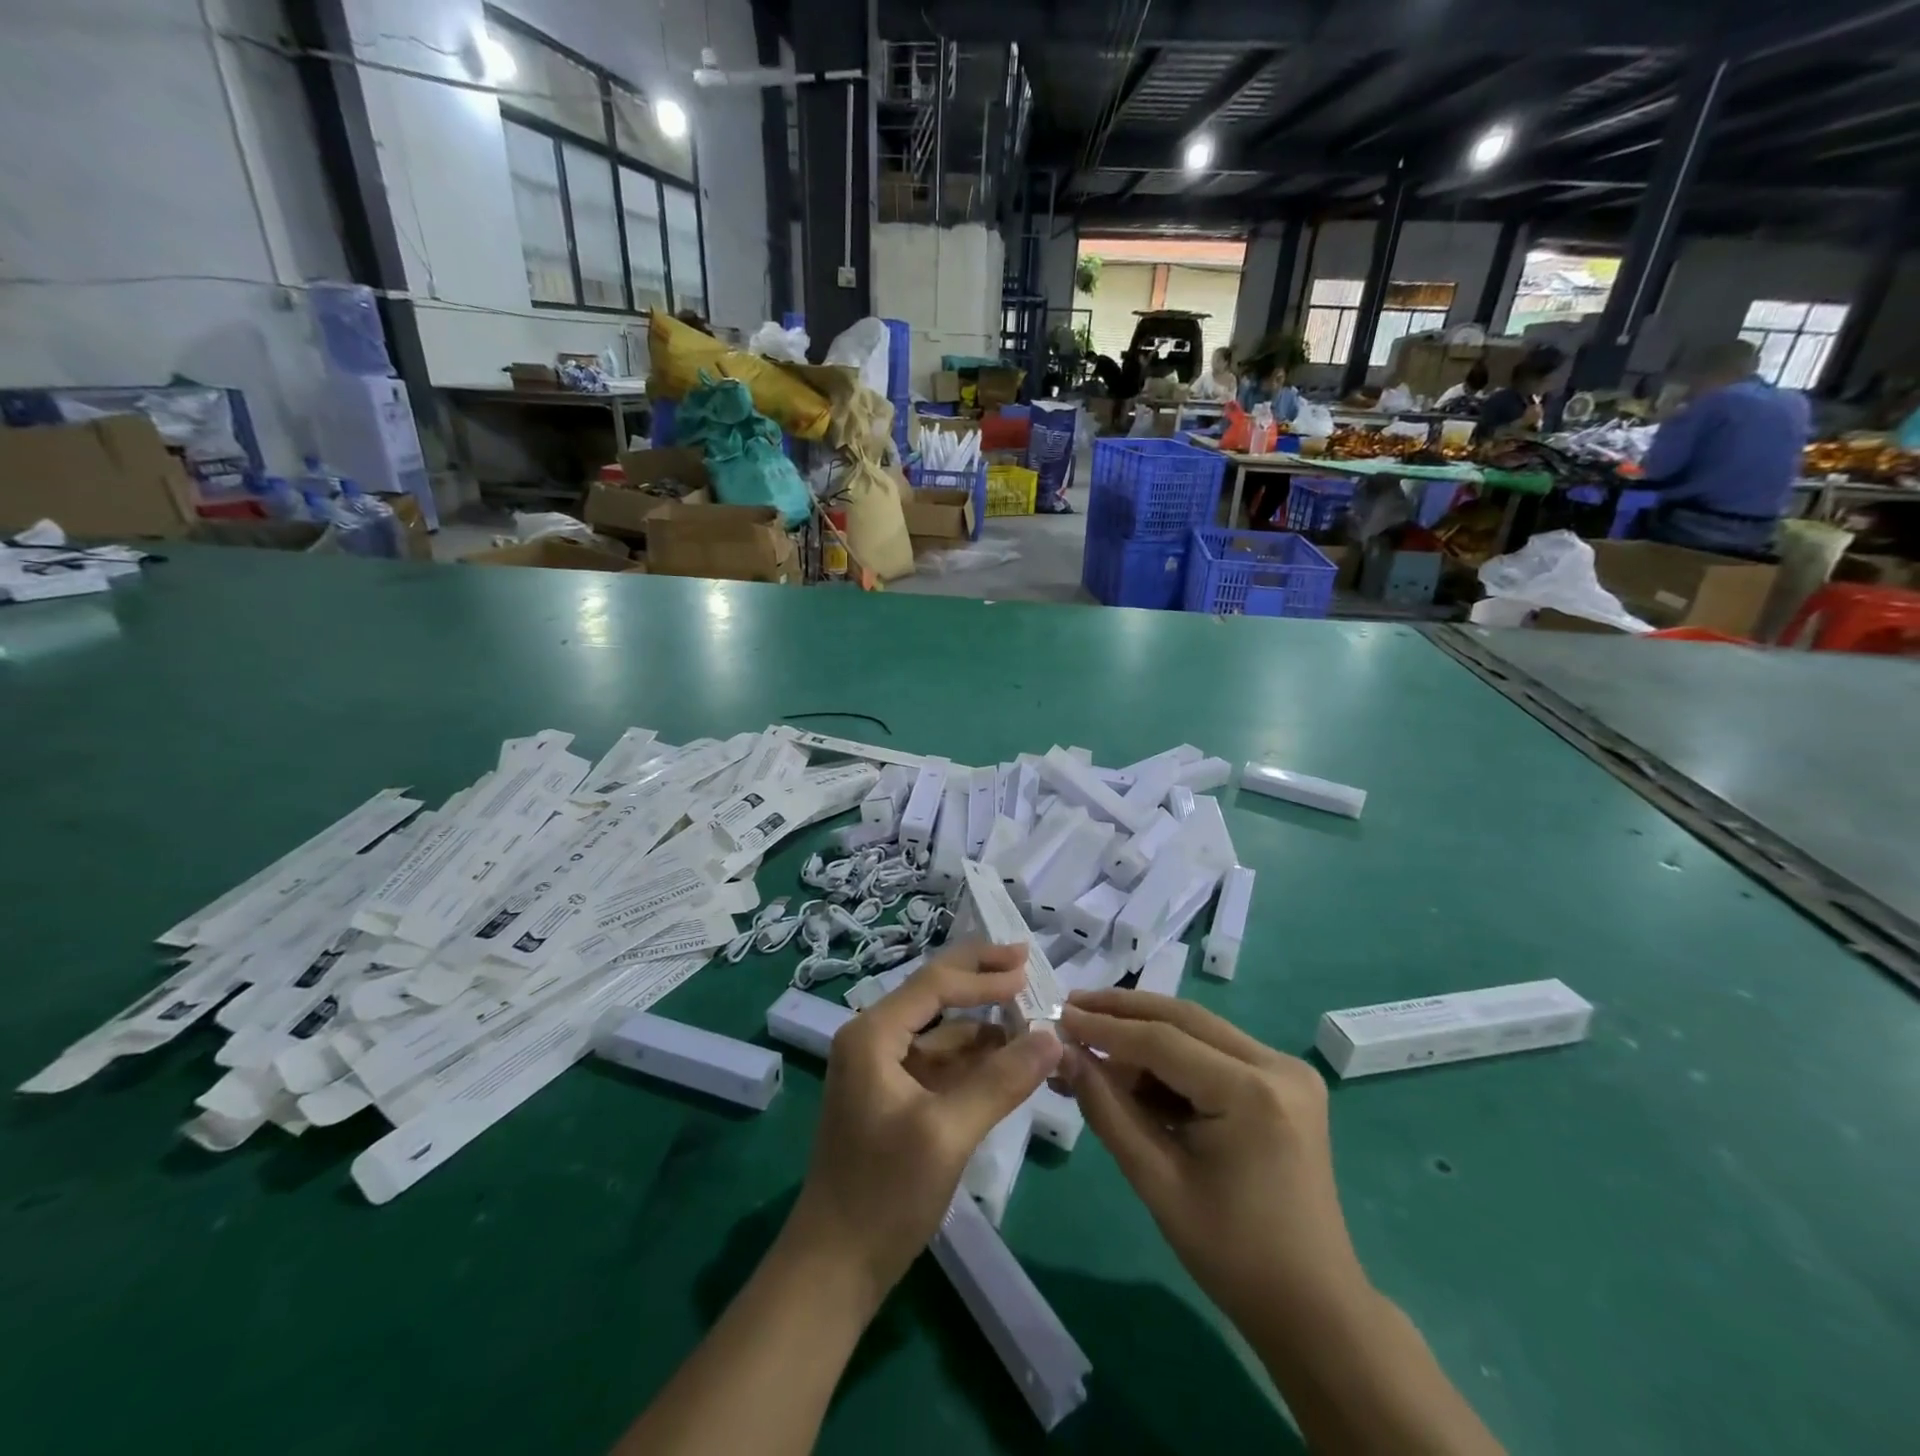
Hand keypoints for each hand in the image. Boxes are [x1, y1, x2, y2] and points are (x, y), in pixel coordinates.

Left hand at [786, 944, 1062, 1307]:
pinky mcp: (895, 1098)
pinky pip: (940, 1063)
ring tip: (1029, 1014)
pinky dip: (974, 1057)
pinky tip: (1007, 1057)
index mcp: (873, 1034)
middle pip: (934, 993)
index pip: (936, 984)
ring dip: (983, 1022)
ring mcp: (882, 1070)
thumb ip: (1001, 1081)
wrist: (834, 1268)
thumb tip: (1052, 1036)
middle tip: (1025, 959)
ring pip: (941, 1030)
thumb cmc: (883, 1194)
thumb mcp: (947, 1133)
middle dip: (979, 977)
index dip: (984, 974)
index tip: (1030, 969)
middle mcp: (873, 1039)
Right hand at [1058, 989, 1364, 1328]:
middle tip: (1072, 1005)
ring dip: (1145, 1030)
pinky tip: (1132, 1064)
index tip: (1060, 1017)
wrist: (1313, 1308)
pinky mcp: (1284, 1083)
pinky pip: (1215, 1052)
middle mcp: (1277, 1065)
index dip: (1106, 1028)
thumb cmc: (1233, 1255)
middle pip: (1184, 1019)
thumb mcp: (1157, 1182)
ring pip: (1199, 1030)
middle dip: (1123, 1011)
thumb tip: (1065, 1056)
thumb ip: (1107, 1110)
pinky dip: (1172, 1055)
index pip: (1163, 1041)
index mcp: (1252, 1093)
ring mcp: (1286, 1071)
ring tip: (1091, 1034)